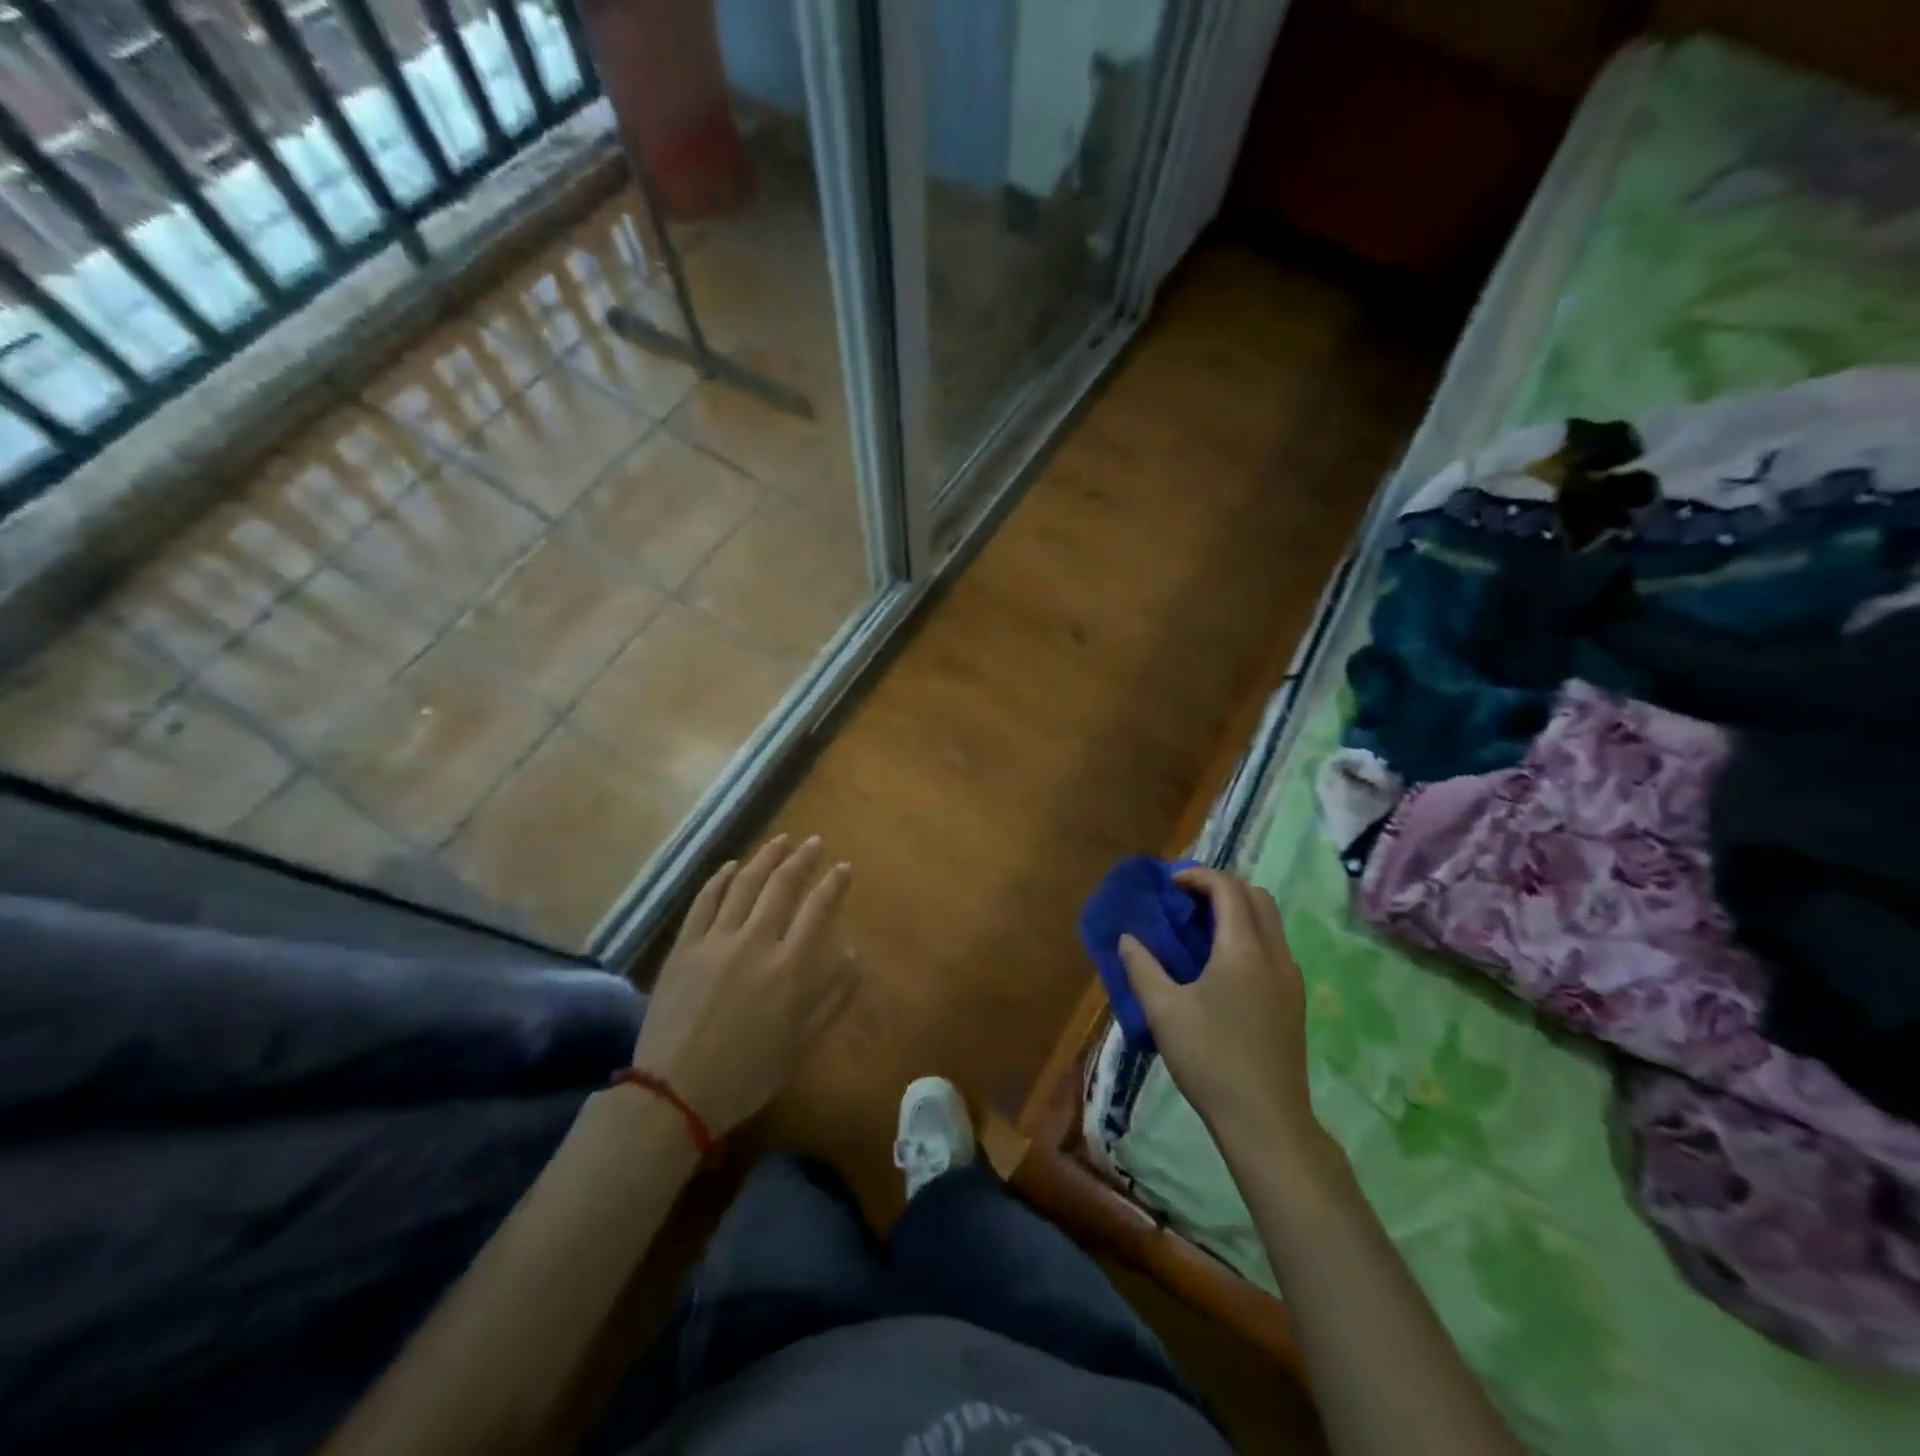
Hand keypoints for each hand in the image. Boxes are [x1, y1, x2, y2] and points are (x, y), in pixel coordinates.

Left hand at [632, 835, 858, 1135]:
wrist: (675, 1093)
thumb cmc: (747, 1074)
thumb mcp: (802, 1044)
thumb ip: (832, 996)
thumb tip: (853, 954)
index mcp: (789, 969)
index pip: (818, 910)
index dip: (834, 884)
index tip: (843, 867)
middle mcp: (755, 943)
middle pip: (782, 886)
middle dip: (802, 859)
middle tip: (814, 843)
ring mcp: (715, 941)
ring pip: (744, 885)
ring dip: (765, 858)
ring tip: (780, 841)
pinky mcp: (684, 947)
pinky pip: (704, 902)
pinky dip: (720, 879)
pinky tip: (732, 866)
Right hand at [1119, 868, 1317, 1150]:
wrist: (1266, 1120)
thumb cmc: (1210, 1059)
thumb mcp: (1163, 1011)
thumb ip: (1142, 967)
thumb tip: (1128, 938)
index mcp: (1243, 949)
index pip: (1228, 888)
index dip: (1198, 876)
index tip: (1169, 884)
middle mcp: (1275, 954)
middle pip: (1256, 896)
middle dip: (1220, 886)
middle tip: (1185, 899)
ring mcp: (1290, 977)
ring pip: (1269, 921)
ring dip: (1237, 909)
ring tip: (1200, 927)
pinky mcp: (1294, 999)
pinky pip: (1273, 945)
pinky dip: (1248, 933)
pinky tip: (1221, 963)